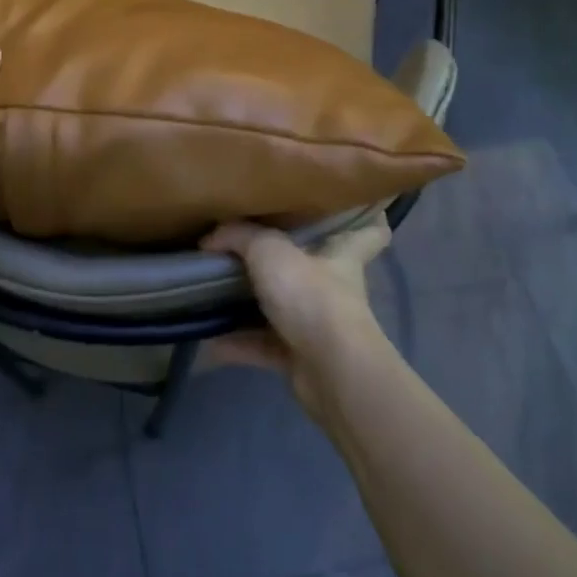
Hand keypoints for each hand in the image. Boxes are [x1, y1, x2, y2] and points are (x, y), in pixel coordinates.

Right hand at [200, 220, 393, 416]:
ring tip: (214, 291)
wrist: (328, 368)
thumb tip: (211, 238)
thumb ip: (239, 236)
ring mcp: (318, 325)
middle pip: (314, 267)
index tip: (345, 207)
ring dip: (251, 304)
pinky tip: (208, 338)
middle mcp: (333, 287)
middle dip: (286, 260)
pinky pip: (262, 345)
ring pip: (282, 308)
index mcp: (341, 254)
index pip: (368, 231)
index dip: (365, 216)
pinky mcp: (299, 357)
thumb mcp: (268, 251)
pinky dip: (236, 343)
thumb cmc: (310, 295)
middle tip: (250, 244)